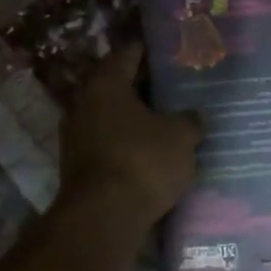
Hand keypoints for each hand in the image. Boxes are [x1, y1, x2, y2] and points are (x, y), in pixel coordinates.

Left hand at [58, 42, 202, 229]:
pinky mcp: (77, 165)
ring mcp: (76, 134)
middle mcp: (84, 101)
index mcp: (106, 82)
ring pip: (113, 116)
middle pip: (119, 85)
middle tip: (178, 88)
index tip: (175, 54)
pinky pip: (109, 142)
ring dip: (137, 118)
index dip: (153, 51)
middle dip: (146, 87)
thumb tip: (193, 116)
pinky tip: (152, 152)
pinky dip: (128, 143)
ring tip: (169, 121)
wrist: (102, 219)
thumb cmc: (142, 161)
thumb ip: (189, 120)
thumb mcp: (180, 137)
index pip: (130, 53)